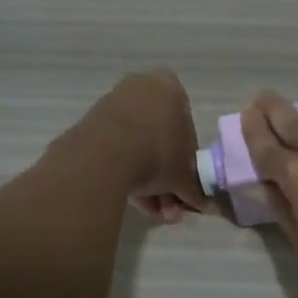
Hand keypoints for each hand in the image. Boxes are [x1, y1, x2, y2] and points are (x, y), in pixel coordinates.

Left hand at [80, 69, 209, 223]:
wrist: (103, 157)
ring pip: (138, 146)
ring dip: (147, 179)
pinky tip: (132, 199)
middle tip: (168, 202)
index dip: (188, 161)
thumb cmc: (157, 154)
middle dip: (165, 175)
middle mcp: (142, 87)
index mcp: (171, 88)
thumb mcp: (184, 175)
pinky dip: (125, 171)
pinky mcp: (91, 122)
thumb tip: (206, 205)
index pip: (188, 127)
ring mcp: (113, 103)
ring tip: (151, 209)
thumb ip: (196, 188)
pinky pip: (116, 149)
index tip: (185, 182)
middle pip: (160, 138)